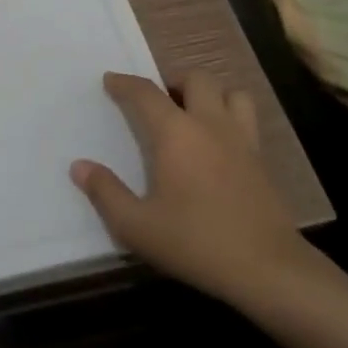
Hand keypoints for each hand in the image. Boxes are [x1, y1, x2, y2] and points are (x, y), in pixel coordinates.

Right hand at [71, 71, 319, 312]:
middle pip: (196, 79)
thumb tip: (79, 167)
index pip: (146, 93)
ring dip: (211, 95)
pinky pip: (248, 120)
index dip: (125, 83)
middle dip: (174, 81)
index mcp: (176, 133)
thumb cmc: (196, 242)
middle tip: (160, 102)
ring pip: (231, 93)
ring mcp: (242, 140)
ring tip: (195, 115)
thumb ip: (106, 193)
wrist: (267, 269)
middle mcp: (210, 125)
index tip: (110, 80)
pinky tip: (219, 145)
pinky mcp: (263, 161)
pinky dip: (231, 118)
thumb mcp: (137, 226)